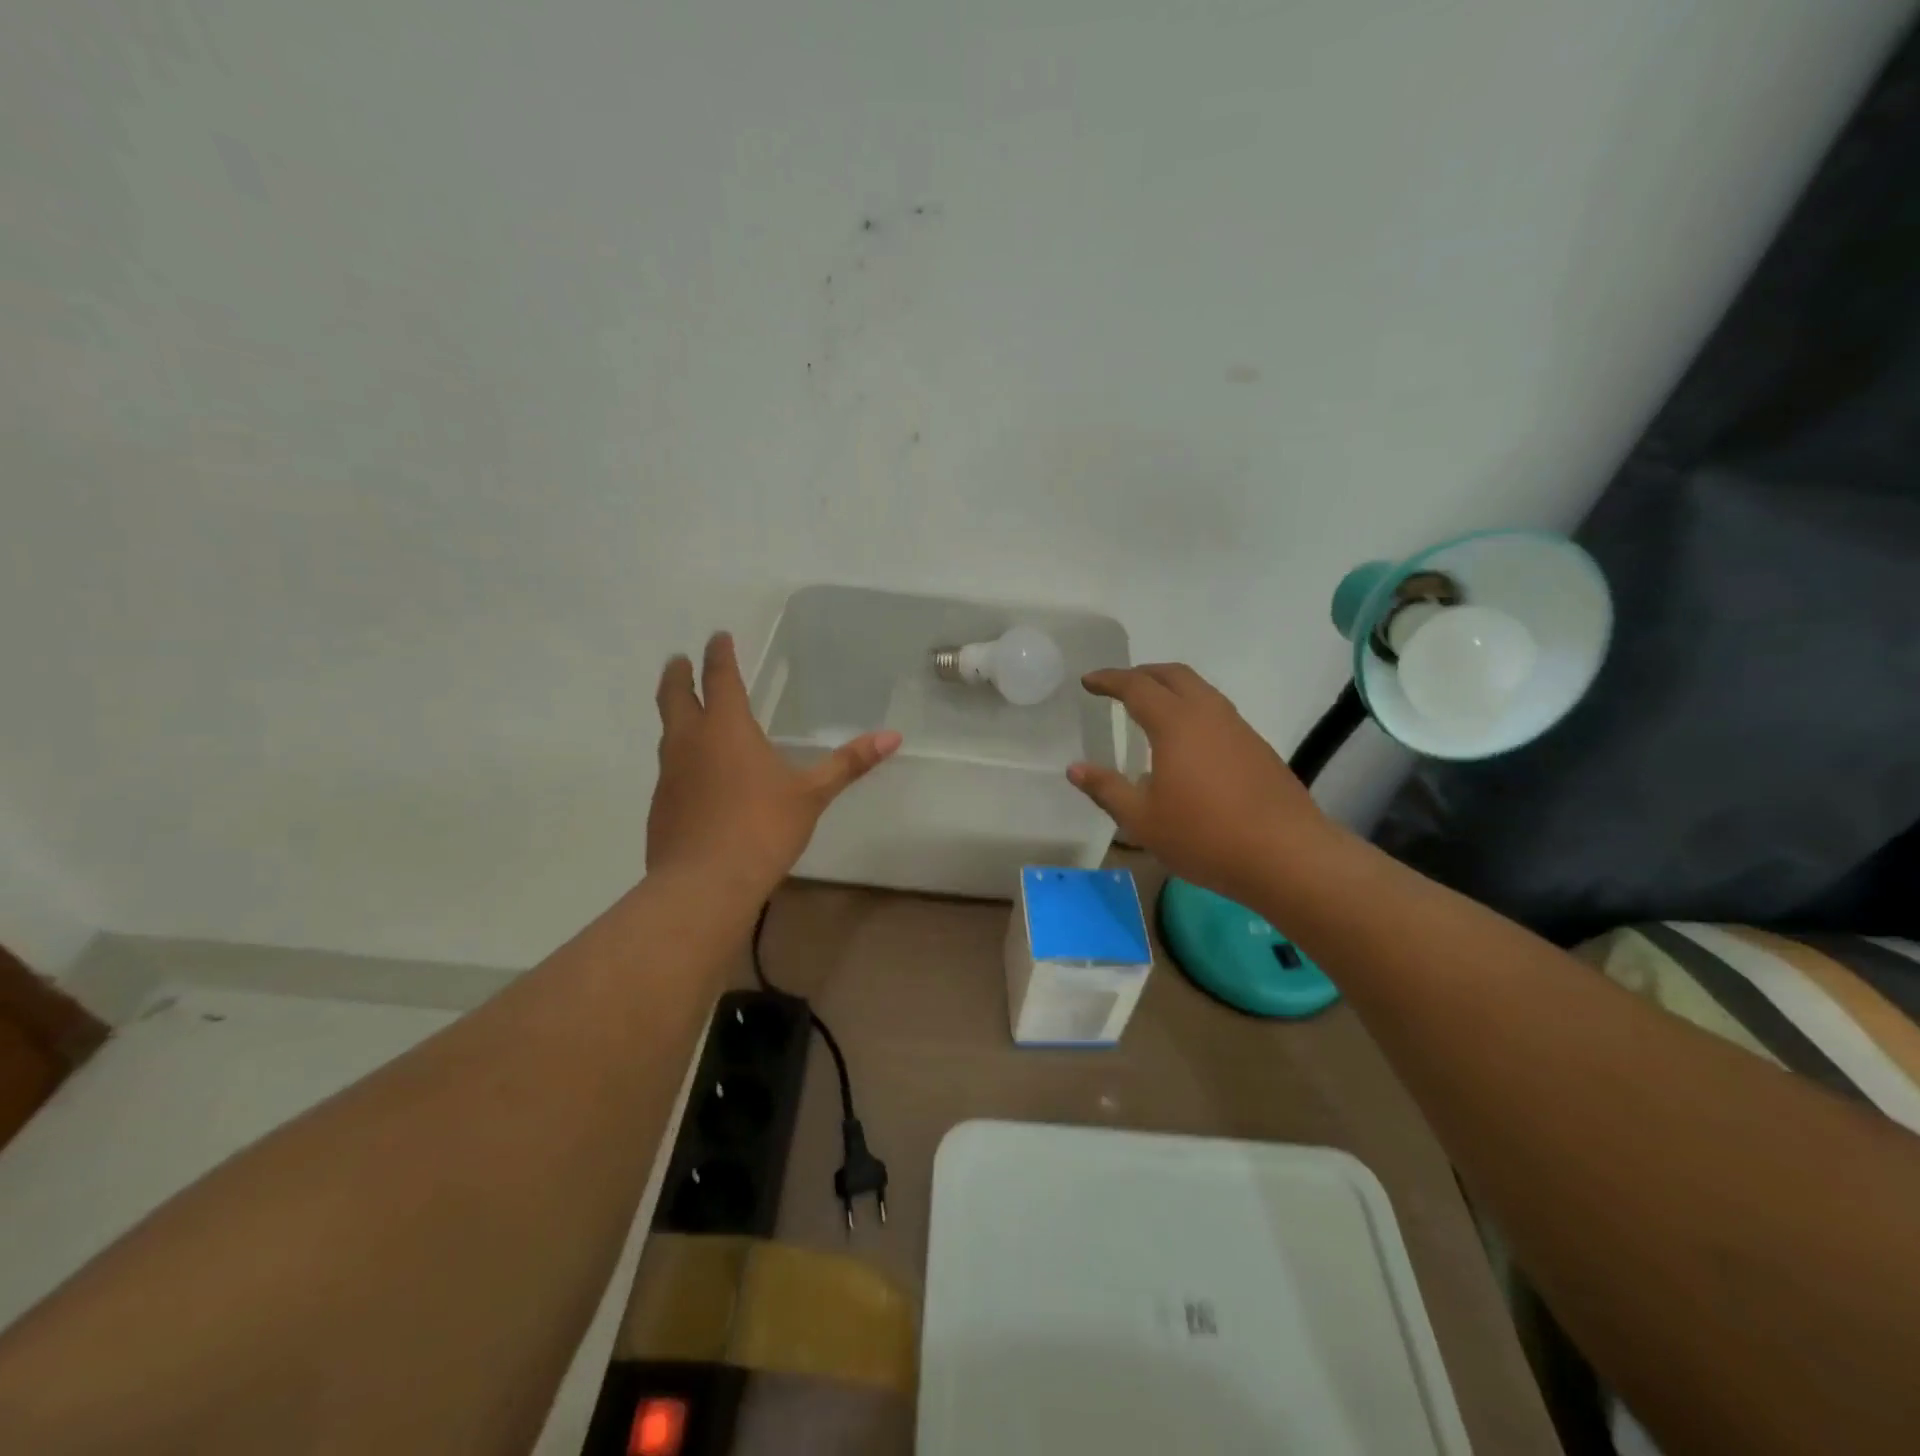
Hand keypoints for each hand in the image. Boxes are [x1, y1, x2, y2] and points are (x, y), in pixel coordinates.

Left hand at [649, 633, 901, 897]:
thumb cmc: (762, 828)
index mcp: (726, 729)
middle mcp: (690, 742)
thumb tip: (893, 736)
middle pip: (675, 696)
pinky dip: (678, 756)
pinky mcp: (660, 805)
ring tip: (685, 711)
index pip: (720, 678)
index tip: (717, 637)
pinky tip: (693, 775)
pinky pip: (668, 768)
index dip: (719, 654)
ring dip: (675, 714)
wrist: (704, 884)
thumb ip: (849, 764)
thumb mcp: (812, 795)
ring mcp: (669, 774)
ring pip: (668, 732)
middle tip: (678, 660)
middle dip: (678, 675)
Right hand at [1067, 664, 1338, 907]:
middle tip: (1118, 686)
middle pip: (1173, 675)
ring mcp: (1238, 728)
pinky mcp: (1257, 747)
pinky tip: (1186, 742)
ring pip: (1200, 690)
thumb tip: (1075, 768)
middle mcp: (1208, 714)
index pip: (1136, 686)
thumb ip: (1107, 789)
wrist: (1286, 854)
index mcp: (1176, 723)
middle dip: (1142, 674)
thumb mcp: (1143, 820)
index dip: (1109, 680)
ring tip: (1150, 708)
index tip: (1088, 682)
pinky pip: (1216, 712)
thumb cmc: (1205, 836)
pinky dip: (1192, 709)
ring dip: (1171, 688)